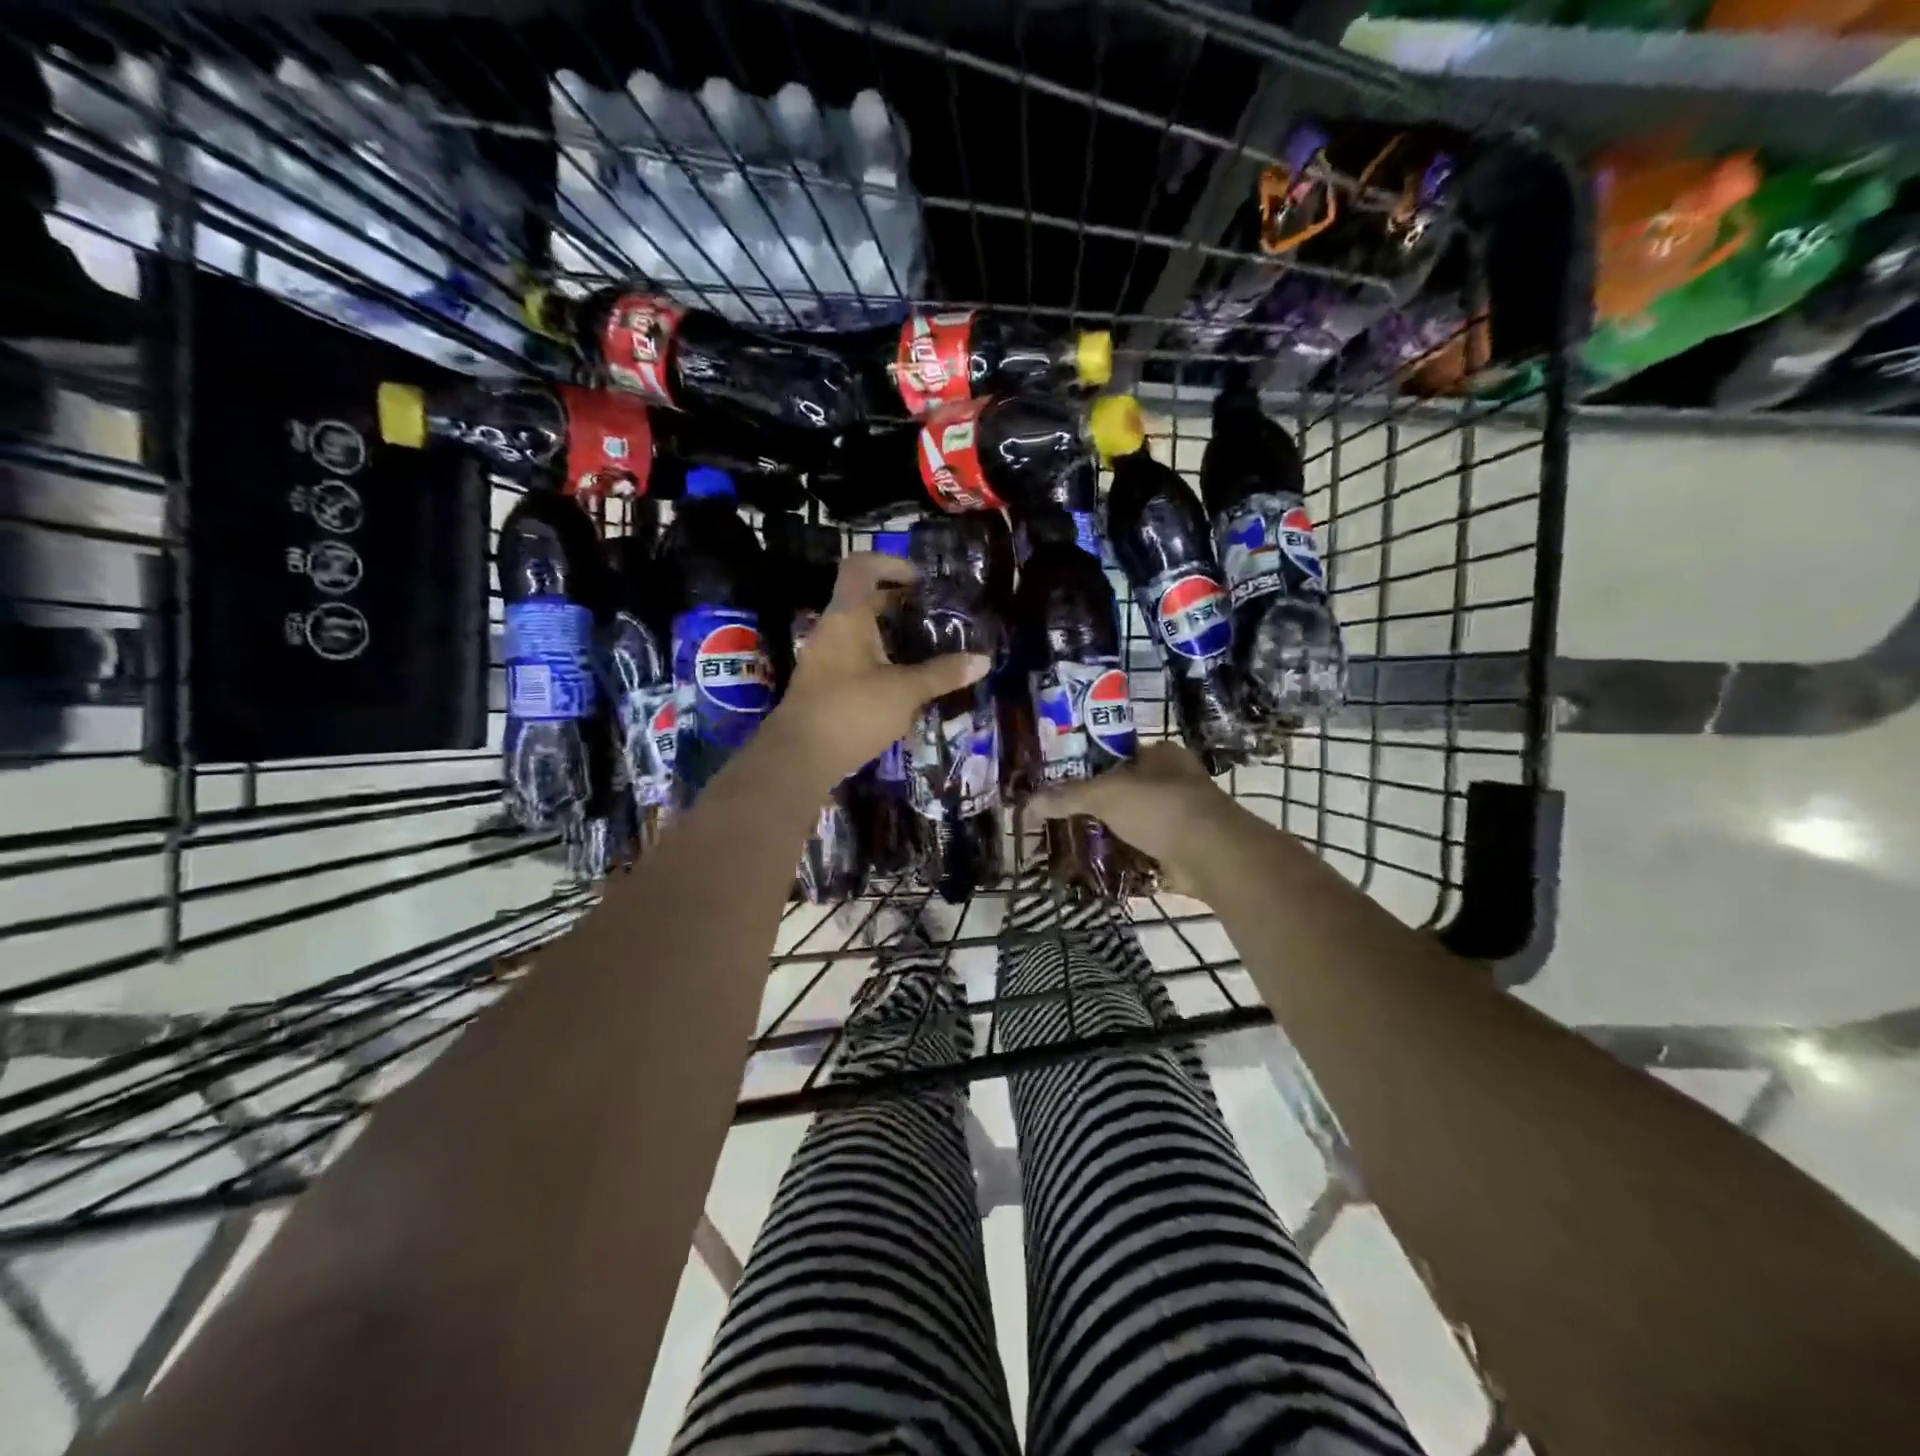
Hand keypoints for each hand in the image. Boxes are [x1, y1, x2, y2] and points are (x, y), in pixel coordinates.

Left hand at [773, 552, 990, 788]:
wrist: (797, 759)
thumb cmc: (851, 711)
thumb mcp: (905, 692)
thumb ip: (943, 674)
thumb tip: (984, 660)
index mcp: (846, 616)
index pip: (861, 567)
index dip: (891, 564)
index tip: (921, 581)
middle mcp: (831, 630)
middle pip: (863, 600)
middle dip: (899, 605)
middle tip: (935, 618)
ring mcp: (824, 659)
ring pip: (860, 633)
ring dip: (891, 636)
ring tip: (926, 650)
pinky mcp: (825, 686)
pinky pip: (855, 659)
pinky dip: (880, 661)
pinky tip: (904, 684)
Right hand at [1030, 741, 1242, 892]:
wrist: (1212, 854)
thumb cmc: (1159, 807)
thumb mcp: (1105, 794)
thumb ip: (1066, 797)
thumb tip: (1026, 804)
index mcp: (1160, 754)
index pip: (1116, 755)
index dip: (1088, 768)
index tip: (1060, 785)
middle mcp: (1174, 780)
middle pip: (1124, 790)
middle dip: (1097, 805)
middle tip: (1063, 817)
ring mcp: (1181, 816)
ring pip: (1134, 822)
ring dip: (1111, 833)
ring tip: (1074, 842)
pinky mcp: (1183, 848)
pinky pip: (1145, 850)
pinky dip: (1126, 857)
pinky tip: (1100, 865)